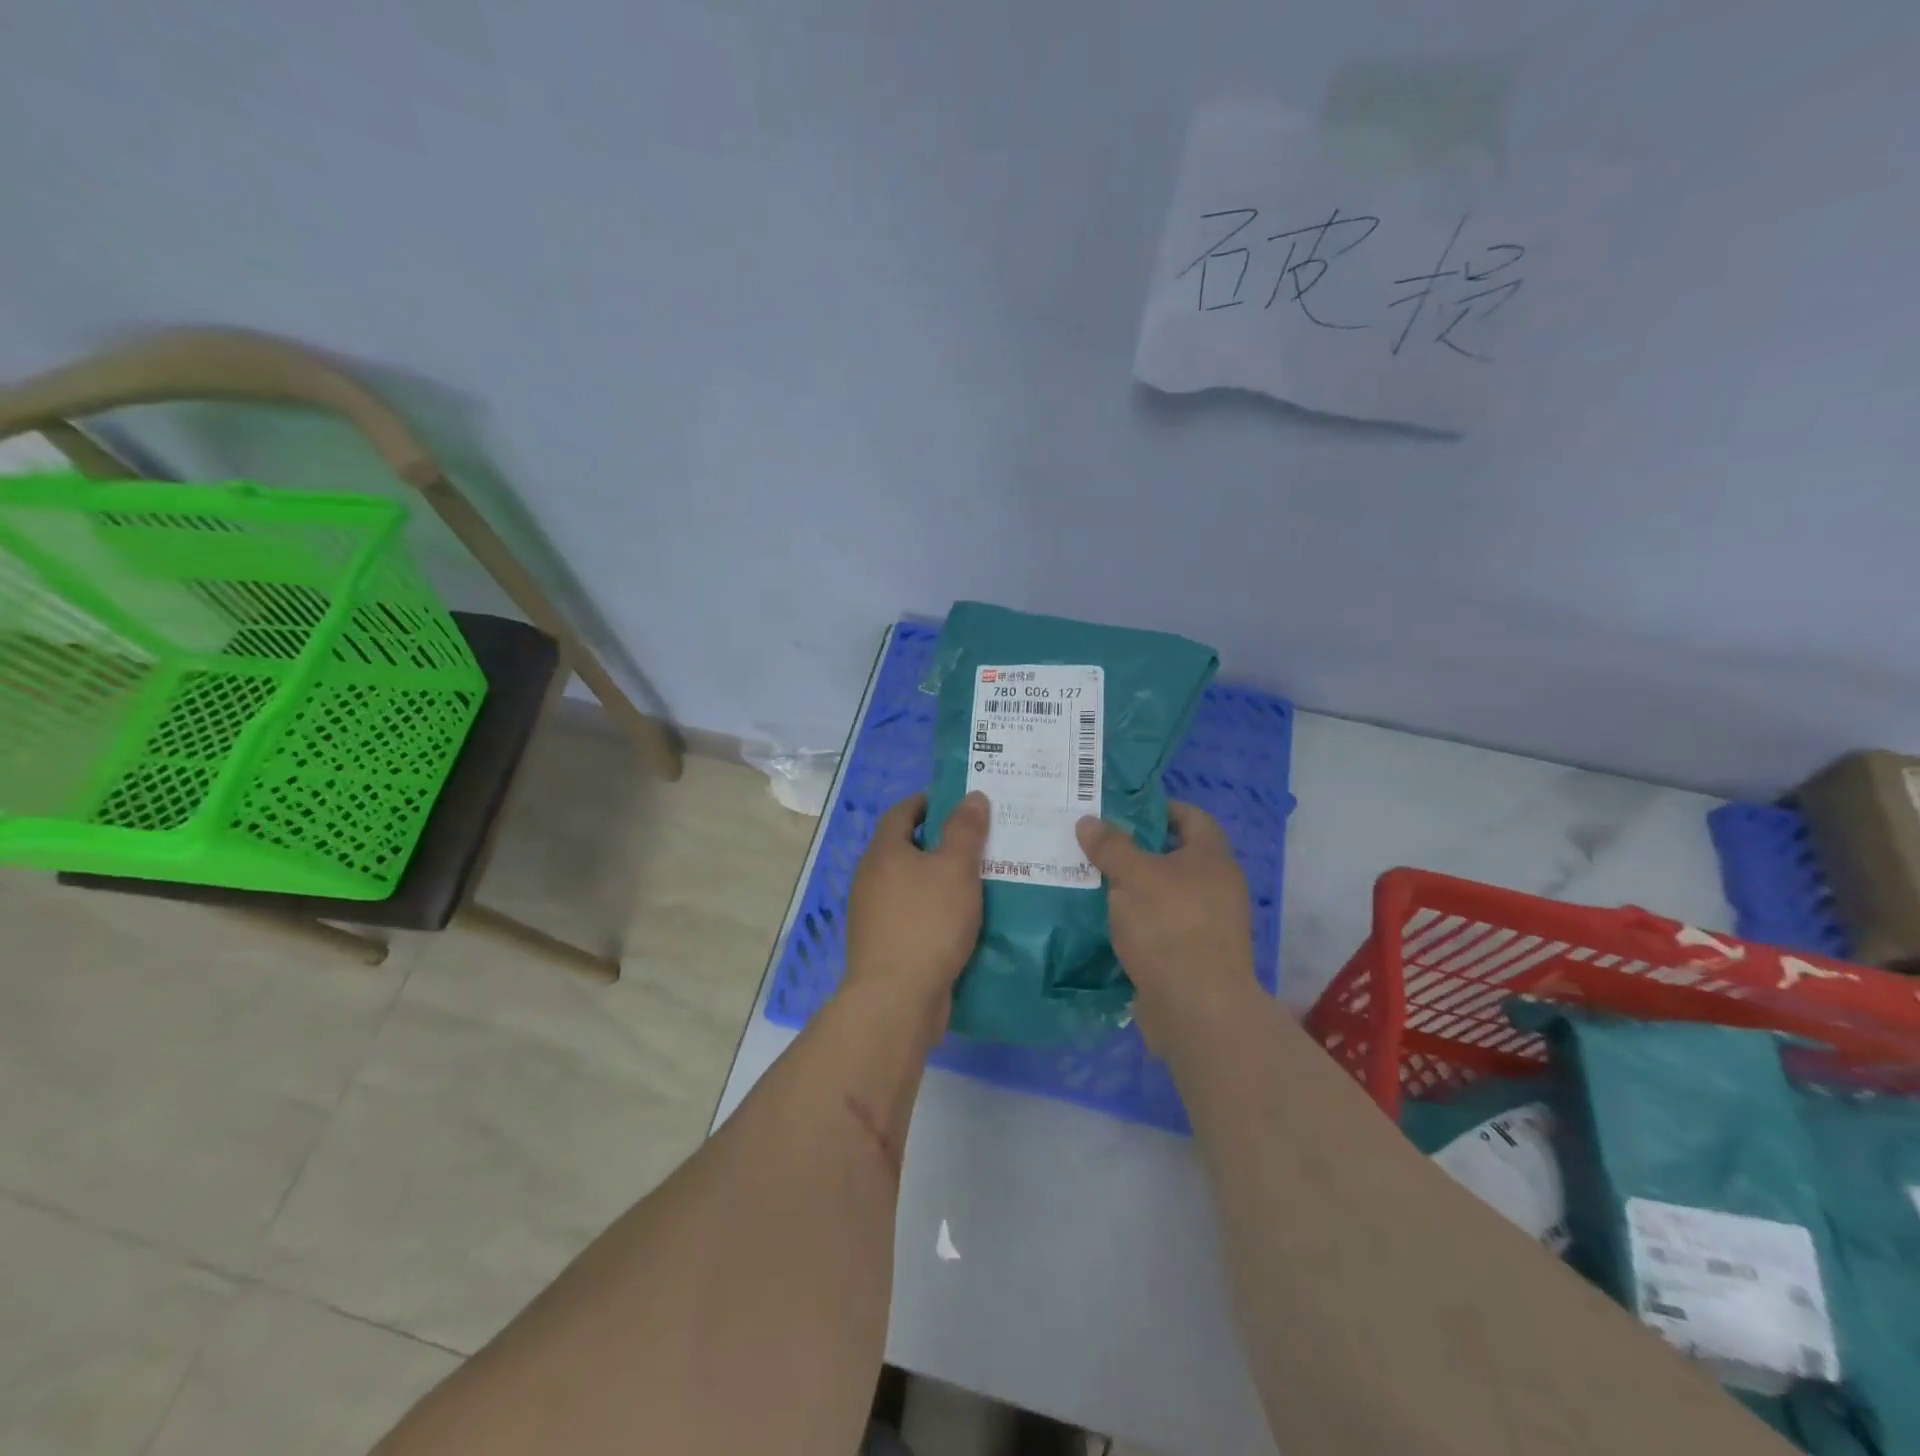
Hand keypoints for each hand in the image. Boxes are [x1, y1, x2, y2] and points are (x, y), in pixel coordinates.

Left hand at [844, 791, 990, 1019]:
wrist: (896, 998)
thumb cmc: (927, 922)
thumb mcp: (955, 869)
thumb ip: (965, 831)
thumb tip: (972, 796)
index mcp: (883, 852)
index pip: (901, 812)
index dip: (928, 803)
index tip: (957, 803)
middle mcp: (871, 878)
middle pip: (904, 848)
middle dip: (938, 842)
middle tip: (977, 841)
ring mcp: (873, 914)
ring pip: (910, 884)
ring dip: (937, 879)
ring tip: (976, 880)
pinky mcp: (884, 945)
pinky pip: (913, 915)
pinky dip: (934, 910)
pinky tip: (962, 920)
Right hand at [1075, 802, 1254, 1047]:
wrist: (1196, 1008)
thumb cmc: (1169, 926)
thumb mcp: (1133, 877)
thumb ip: (1110, 846)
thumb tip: (1088, 821)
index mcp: (1212, 858)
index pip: (1190, 816)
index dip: (1158, 808)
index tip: (1121, 810)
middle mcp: (1216, 886)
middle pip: (1174, 855)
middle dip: (1136, 848)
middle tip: (1096, 844)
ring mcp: (1207, 922)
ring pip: (1163, 892)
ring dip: (1132, 886)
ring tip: (1091, 880)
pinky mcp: (1192, 953)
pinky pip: (1160, 923)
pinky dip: (1136, 918)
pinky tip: (1105, 919)